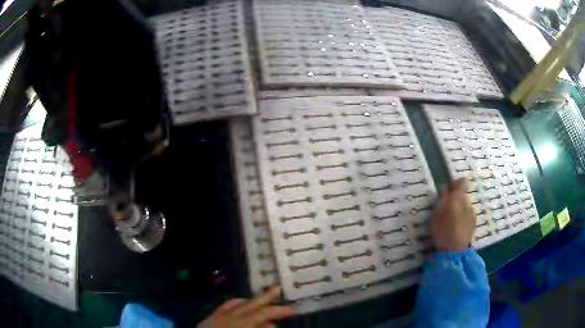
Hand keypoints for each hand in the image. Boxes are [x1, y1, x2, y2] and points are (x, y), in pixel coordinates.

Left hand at [197, 286, 294, 327]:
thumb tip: (272, 325)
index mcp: (242, 321)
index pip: (265, 312)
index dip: (281, 310)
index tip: (294, 308)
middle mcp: (231, 314)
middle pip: (252, 302)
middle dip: (267, 296)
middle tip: (280, 288)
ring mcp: (220, 313)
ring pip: (239, 301)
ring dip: (252, 299)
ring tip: (263, 297)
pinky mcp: (212, 315)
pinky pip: (227, 304)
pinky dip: (237, 302)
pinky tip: (241, 303)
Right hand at [430, 178, 476, 250]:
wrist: (453, 251)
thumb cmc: (442, 230)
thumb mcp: (436, 213)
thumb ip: (442, 199)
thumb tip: (445, 188)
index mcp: (458, 198)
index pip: (462, 182)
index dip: (456, 184)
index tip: (448, 191)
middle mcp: (468, 203)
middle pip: (463, 196)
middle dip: (455, 200)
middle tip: (445, 210)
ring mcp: (472, 214)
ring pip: (465, 207)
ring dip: (459, 210)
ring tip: (450, 222)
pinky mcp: (473, 225)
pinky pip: (467, 216)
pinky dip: (462, 219)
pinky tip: (455, 229)